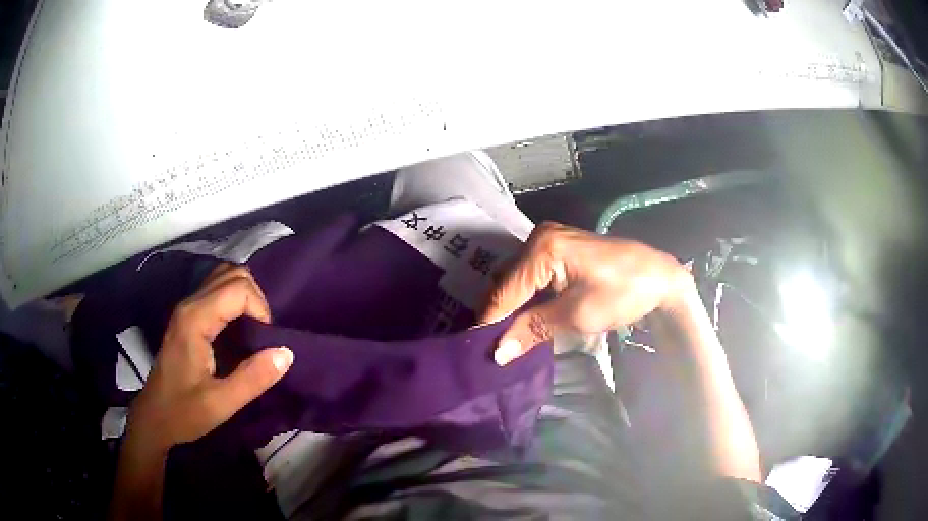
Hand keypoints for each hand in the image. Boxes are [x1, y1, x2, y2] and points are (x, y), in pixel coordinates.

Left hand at [112, 264, 292, 519]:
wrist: (154, 418)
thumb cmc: (184, 413)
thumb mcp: (221, 404)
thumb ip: (254, 378)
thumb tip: (287, 353)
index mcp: (195, 320)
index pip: (238, 288)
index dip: (260, 310)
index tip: (265, 343)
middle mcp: (189, 304)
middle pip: (232, 273)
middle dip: (256, 299)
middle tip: (263, 335)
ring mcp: (186, 308)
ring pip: (224, 277)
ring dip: (246, 296)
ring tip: (254, 330)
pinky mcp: (188, 316)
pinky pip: (217, 291)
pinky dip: (235, 300)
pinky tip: (239, 328)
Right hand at [480, 222, 692, 364]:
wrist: (659, 277)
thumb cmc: (624, 293)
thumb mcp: (577, 315)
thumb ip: (533, 329)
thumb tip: (497, 353)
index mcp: (543, 247)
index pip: (505, 291)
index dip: (489, 323)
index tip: (473, 352)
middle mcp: (539, 236)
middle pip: (506, 283)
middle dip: (498, 317)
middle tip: (488, 350)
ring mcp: (547, 239)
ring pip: (516, 280)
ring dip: (509, 309)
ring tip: (500, 341)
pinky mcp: (556, 248)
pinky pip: (530, 276)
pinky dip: (524, 299)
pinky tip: (520, 320)